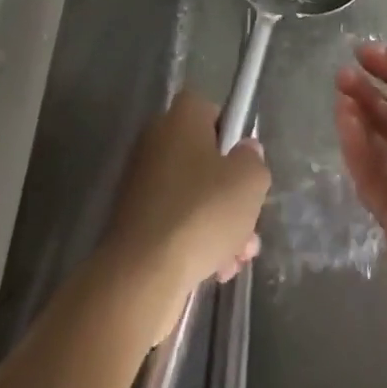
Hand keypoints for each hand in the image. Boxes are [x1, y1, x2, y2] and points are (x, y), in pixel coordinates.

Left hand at [99, 90, 270, 341]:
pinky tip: (214, 270)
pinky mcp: (132, 222)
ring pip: (192, 195)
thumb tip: (245, 152)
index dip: (232, 135)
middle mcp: (156, 141)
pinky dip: (193, 240)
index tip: (244, 166)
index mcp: (181, 117)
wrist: (141, 276)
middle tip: (249, 224)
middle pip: (205, 158)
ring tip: (236, 259)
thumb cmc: (201, 212)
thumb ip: (254, 160)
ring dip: (218, 224)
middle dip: (231, 193)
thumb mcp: (249, 181)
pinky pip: (173, 221)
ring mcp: (140, 183)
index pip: (211, 111)